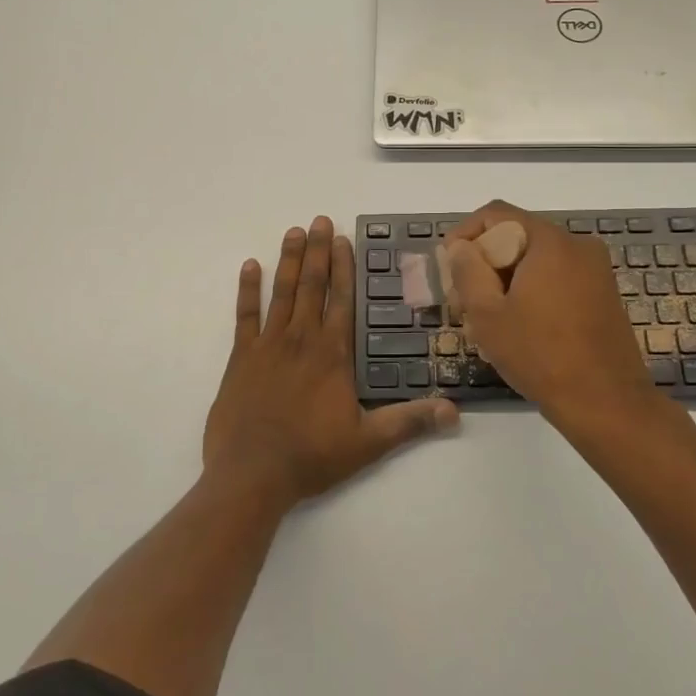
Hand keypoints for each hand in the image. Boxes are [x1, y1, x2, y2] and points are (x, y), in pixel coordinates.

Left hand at [204, 217, 456, 505]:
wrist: (252, 474)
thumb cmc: (312, 456)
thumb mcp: (369, 442)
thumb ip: (410, 422)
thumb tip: (454, 411)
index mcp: (332, 354)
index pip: (341, 300)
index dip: (343, 268)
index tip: (342, 239)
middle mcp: (302, 339)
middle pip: (312, 286)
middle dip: (317, 251)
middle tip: (319, 220)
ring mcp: (268, 345)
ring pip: (282, 293)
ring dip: (288, 260)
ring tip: (293, 231)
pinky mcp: (241, 358)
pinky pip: (244, 315)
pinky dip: (247, 290)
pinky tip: (249, 266)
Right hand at [444, 201, 662, 428]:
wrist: (607, 403)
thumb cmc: (540, 355)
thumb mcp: (488, 314)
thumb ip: (467, 271)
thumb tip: (461, 247)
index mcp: (550, 241)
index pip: (496, 214)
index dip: (464, 234)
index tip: (447, 265)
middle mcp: (578, 245)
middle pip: (517, 236)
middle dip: (484, 262)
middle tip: (462, 299)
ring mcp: (596, 269)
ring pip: (536, 260)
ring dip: (506, 279)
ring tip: (485, 318)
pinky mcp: (603, 293)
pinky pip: (557, 277)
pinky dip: (531, 290)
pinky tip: (518, 325)